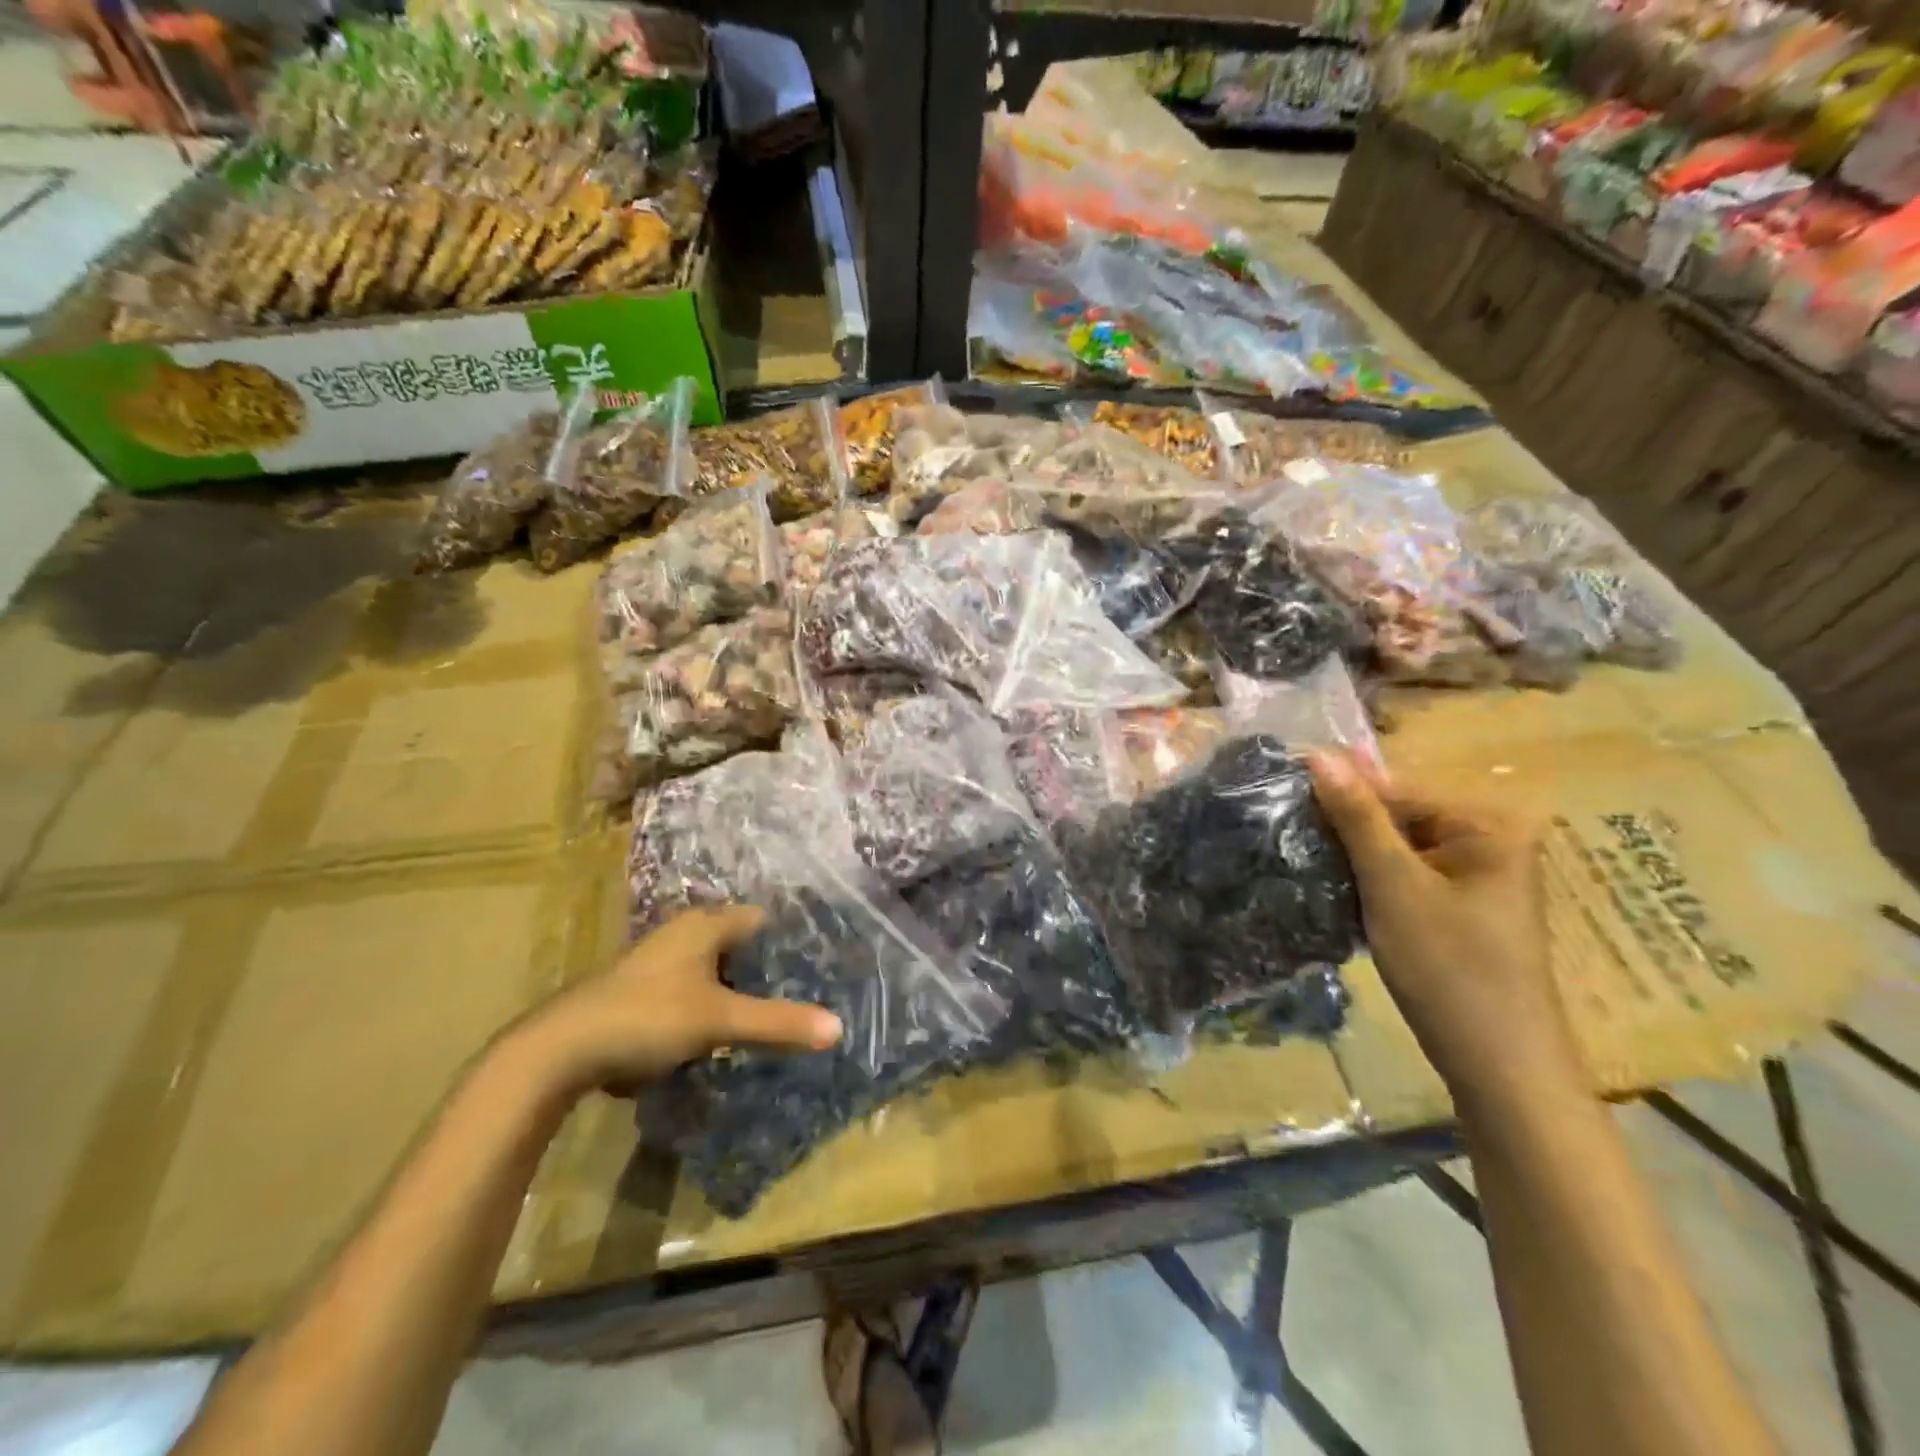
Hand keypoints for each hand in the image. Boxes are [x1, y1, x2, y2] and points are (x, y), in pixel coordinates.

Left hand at [519, 906, 843, 1094]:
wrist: (559, 1051)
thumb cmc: (646, 1017)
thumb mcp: (719, 1020)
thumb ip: (777, 1022)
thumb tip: (839, 1029)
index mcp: (704, 925)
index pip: (763, 919)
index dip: (792, 940)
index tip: (822, 964)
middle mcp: (683, 934)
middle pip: (740, 945)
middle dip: (769, 970)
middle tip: (806, 994)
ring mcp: (659, 962)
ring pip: (716, 970)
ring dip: (740, 991)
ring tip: (774, 1016)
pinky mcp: (643, 992)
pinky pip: (694, 991)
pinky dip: (714, 1006)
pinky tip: (727, 1033)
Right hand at [1308, 749, 1588, 1108]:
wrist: (1499, 1067)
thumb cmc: (1449, 968)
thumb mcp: (1394, 885)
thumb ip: (1356, 817)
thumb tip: (1318, 753)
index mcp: (1488, 822)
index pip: (1395, 788)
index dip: (1337, 793)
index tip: (1278, 796)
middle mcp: (1489, 838)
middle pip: (1397, 815)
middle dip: (1345, 828)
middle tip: (1284, 835)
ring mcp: (1476, 873)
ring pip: (1396, 846)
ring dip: (1353, 855)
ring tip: (1299, 856)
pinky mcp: (1461, 903)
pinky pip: (1405, 873)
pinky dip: (1371, 879)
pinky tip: (1333, 886)